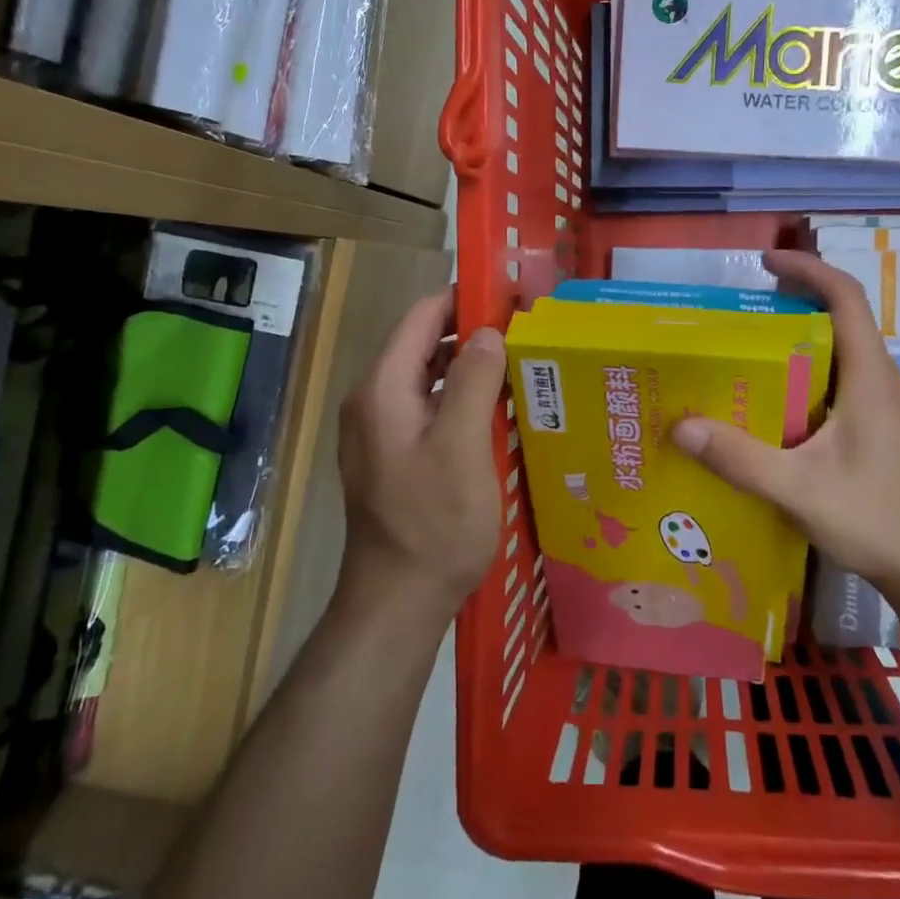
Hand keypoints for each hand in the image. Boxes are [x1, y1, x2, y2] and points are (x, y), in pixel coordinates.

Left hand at [337, 291, 507, 608]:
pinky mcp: (392, 456)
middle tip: (527, 332)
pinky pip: (428, 408)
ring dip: (469, 367)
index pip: (421, 318)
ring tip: (520, 365)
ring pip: (427, 379)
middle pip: (423, 346)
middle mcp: (373, 401)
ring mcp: (379, 431)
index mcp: (382, 389)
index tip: (512, 297)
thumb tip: (487, 333)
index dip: (463, 300)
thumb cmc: (434, 523)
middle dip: (472, 333)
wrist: (397, 601)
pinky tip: (497, 410)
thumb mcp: (461, 447)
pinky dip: (460, 398)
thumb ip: (472, 381)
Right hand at [669, 250, 899, 592]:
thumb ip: (741, 459)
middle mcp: (879, 380)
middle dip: (795, 303)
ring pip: (839, 353)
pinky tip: (775, 407)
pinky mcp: (879, 429)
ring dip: (799, 341)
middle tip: (741, 313)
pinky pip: (839, 382)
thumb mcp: (800, 490)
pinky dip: (806, 375)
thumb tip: (680, 426)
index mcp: (868, 377)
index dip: (809, 269)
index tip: (766, 263)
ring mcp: (883, 406)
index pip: (846, 299)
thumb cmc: (877, 519)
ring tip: (747, 353)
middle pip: (840, 319)